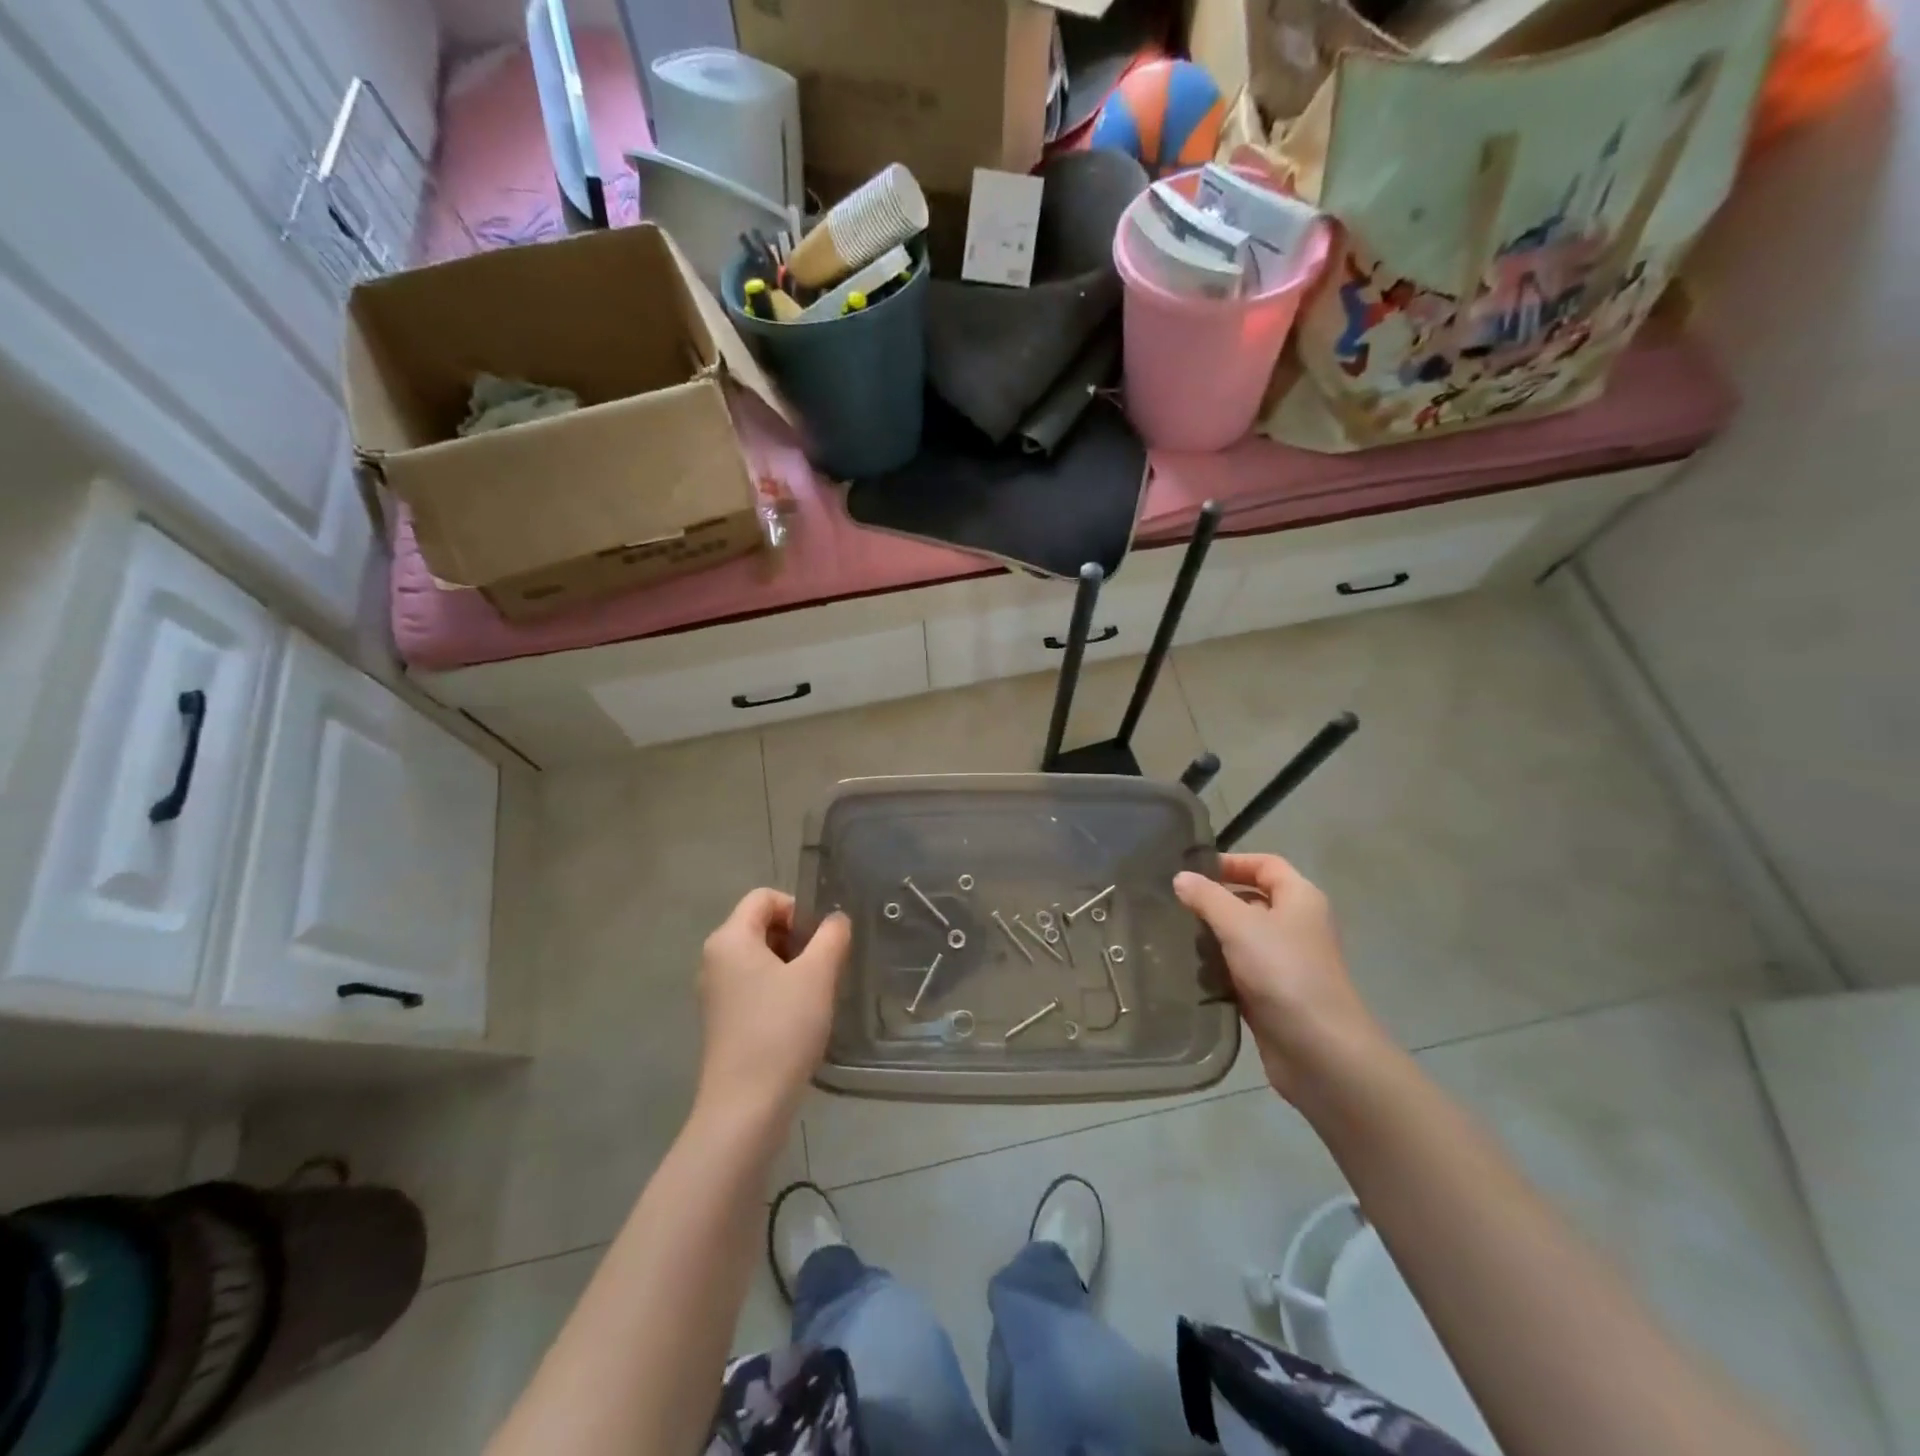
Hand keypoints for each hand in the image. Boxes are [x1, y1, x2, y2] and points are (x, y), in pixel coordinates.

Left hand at [694, 890, 850, 1129]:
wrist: (746, 1107)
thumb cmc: (781, 1029)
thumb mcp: (817, 975)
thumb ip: (831, 936)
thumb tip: (836, 919)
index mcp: (729, 938)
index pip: (764, 897)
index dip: (798, 907)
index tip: (822, 938)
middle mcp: (715, 958)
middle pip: (761, 925)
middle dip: (798, 938)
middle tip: (825, 965)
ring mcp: (715, 991)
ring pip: (760, 957)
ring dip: (792, 965)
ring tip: (816, 992)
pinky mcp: (722, 1020)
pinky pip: (753, 985)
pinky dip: (779, 989)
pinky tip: (800, 1016)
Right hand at [1174, 855, 1388, 1102]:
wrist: (1320, 1051)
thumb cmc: (1283, 972)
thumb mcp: (1239, 925)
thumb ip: (1207, 897)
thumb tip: (1181, 878)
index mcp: (1300, 898)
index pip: (1266, 864)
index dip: (1232, 862)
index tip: (1192, 871)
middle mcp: (1297, 925)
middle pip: (1252, 900)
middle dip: (1215, 901)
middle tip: (1175, 905)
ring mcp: (1286, 962)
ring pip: (1243, 938)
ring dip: (1213, 937)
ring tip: (1175, 938)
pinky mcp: (1274, 994)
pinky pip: (1240, 970)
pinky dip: (1218, 969)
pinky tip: (1191, 973)